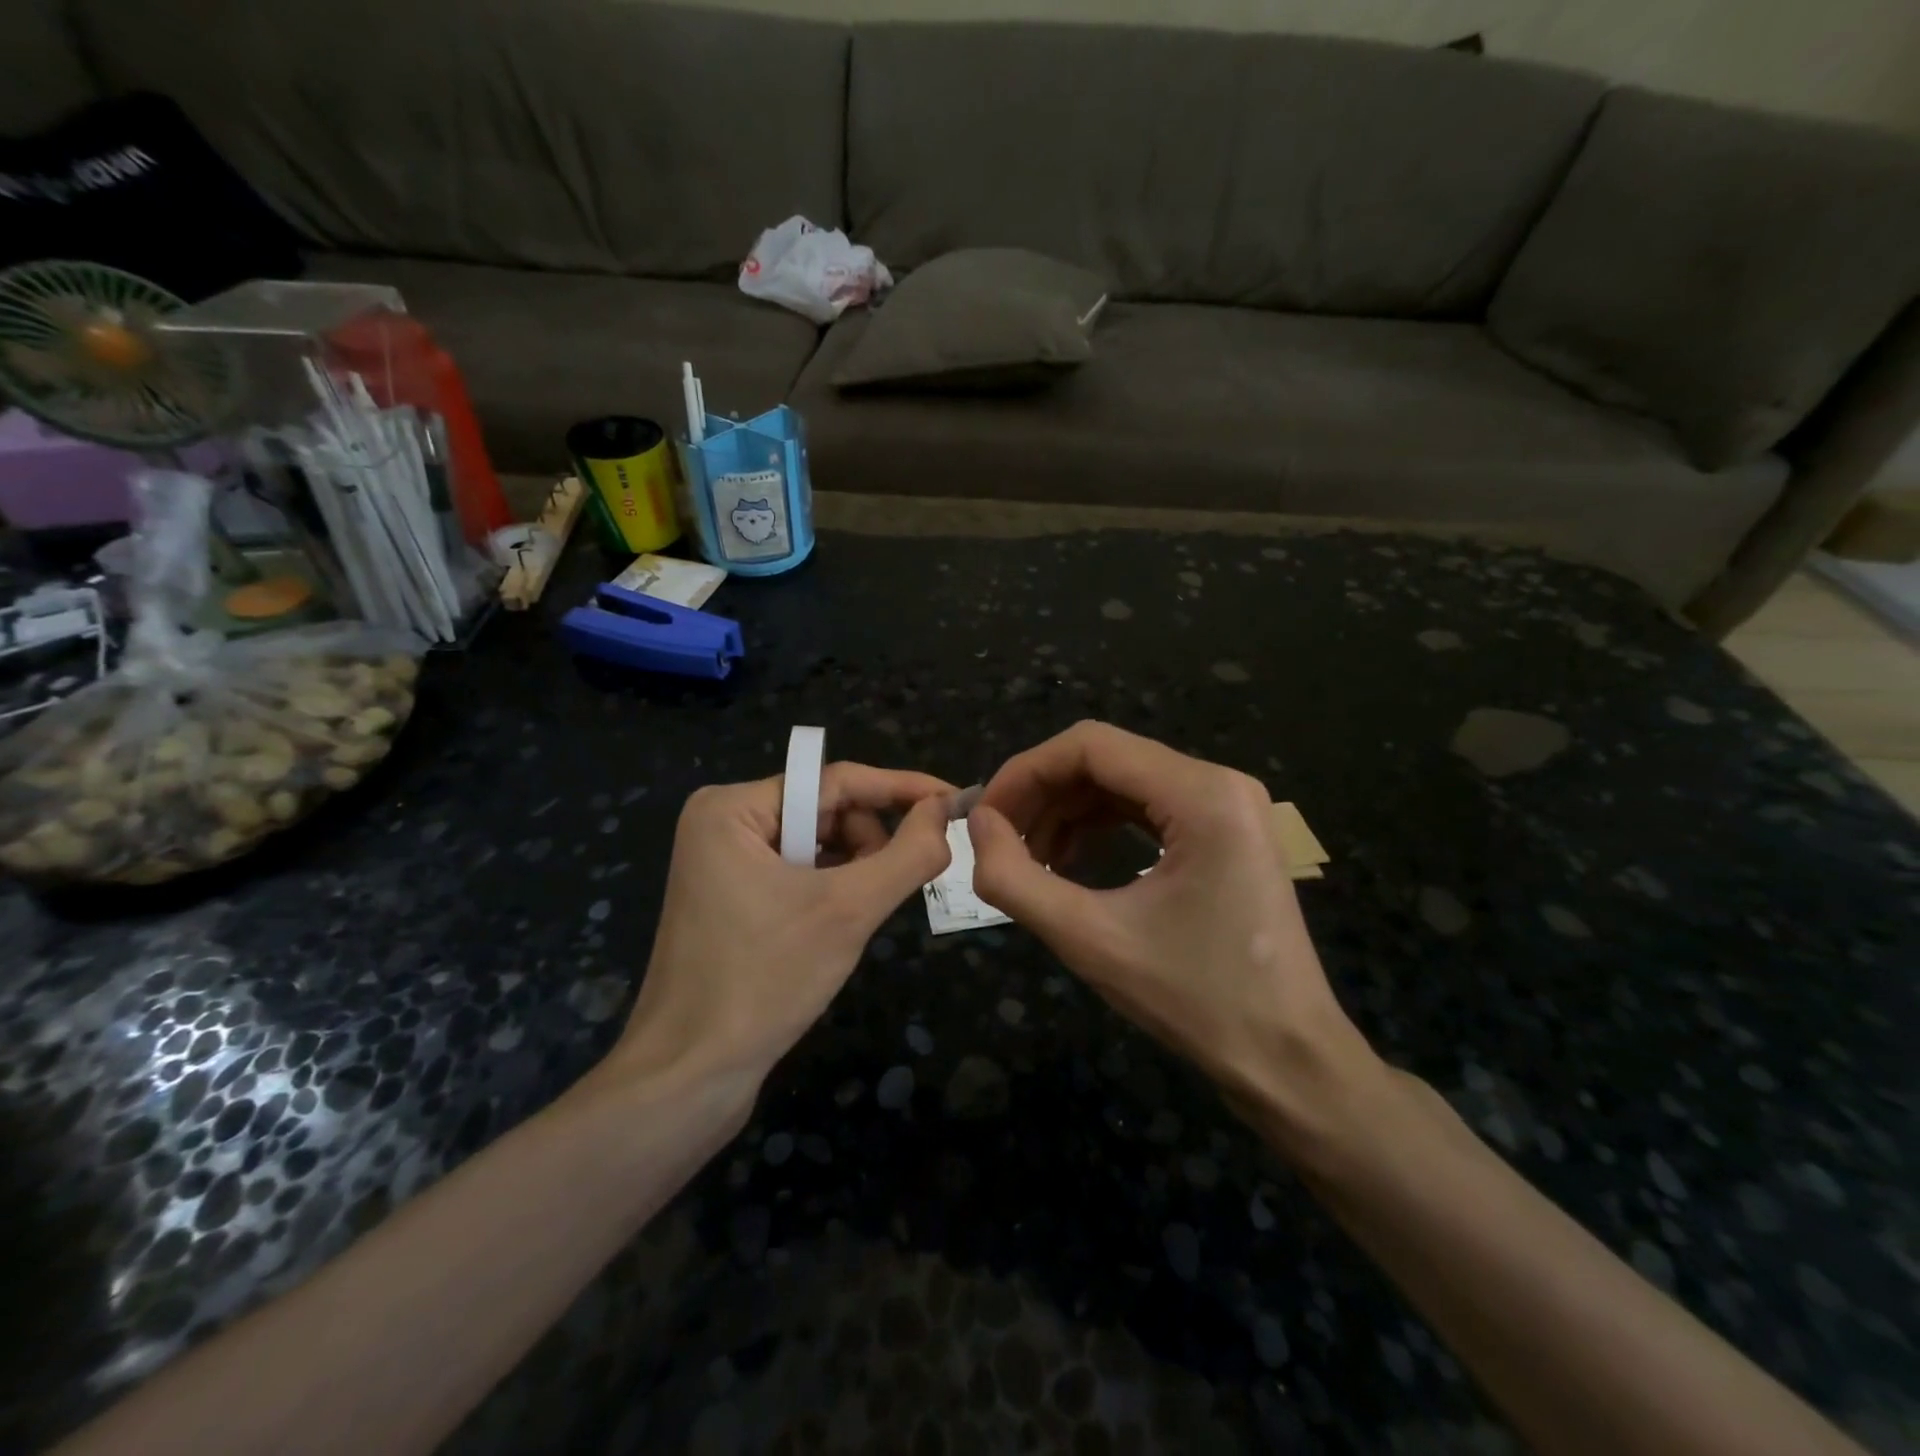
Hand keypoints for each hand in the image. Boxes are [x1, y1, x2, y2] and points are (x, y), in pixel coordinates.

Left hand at [599, 763, 954, 1097]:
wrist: (688, 1078)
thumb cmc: (764, 982)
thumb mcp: (849, 911)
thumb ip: (907, 853)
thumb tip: (946, 808)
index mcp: (733, 808)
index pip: (837, 781)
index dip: (903, 789)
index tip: (956, 800)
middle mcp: (723, 822)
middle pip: (826, 811)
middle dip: (869, 844)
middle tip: (889, 890)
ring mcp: (724, 862)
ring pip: (817, 845)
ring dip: (853, 872)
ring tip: (857, 918)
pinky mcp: (731, 898)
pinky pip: (798, 873)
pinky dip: (831, 891)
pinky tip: (838, 926)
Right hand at [968, 721, 1375, 1116]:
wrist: (1288, 1059)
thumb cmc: (1196, 1001)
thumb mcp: (1091, 941)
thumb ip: (1016, 879)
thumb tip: (978, 824)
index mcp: (1202, 794)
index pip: (1090, 745)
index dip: (1024, 772)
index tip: (984, 817)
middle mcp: (1220, 782)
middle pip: (1106, 758)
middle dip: (1043, 793)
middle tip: (1000, 842)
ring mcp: (1227, 805)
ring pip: (1122, 781)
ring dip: (1067, 811)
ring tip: (1030, 859)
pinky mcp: (1225, 830)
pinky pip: (1147, 807)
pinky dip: (1099, 825)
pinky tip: (1070, 861)